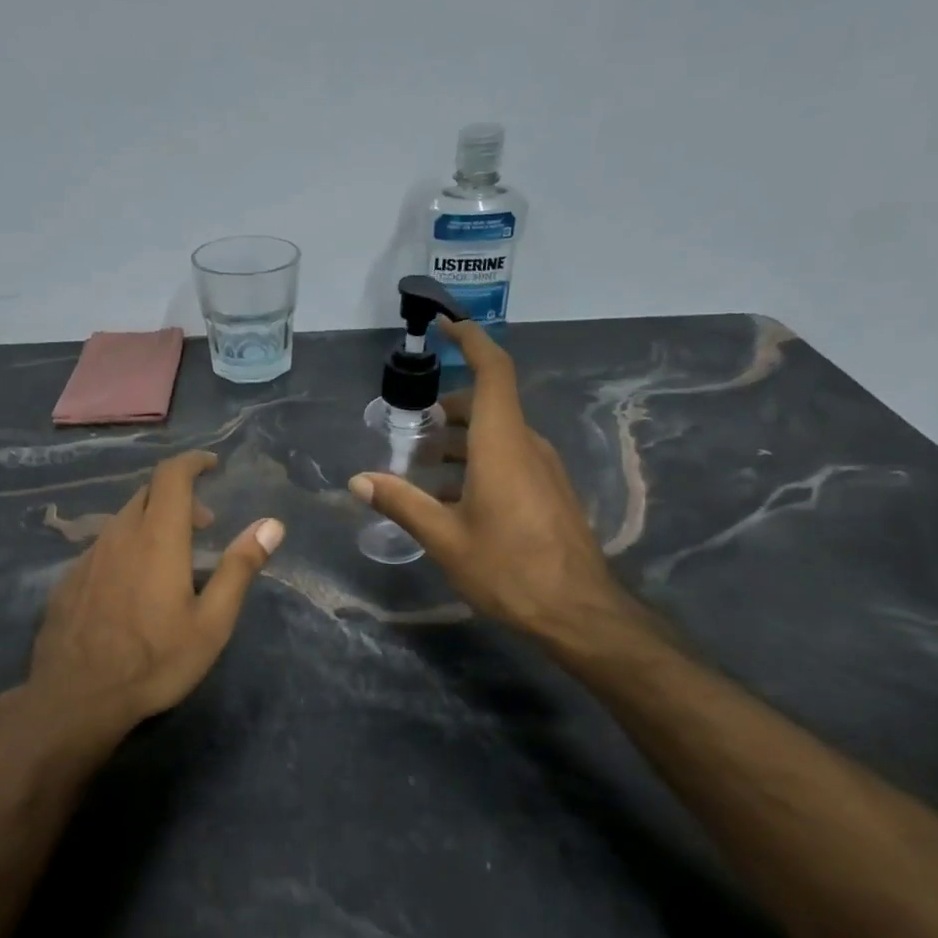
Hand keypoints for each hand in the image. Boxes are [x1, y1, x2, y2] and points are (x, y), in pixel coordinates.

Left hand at [23, 450, 282, 738]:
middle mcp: (119, 535)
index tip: (211, 464)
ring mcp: (88, 557)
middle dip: (178, 496)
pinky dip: (127, 546)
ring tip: (171, 556)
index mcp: (157, 537)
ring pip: (123, 520)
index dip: (192, 462)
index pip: (171, 475)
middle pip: (146, 494)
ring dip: (151, 522)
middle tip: (204, 524)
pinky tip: (133, 584)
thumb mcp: (211, 621)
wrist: (76, 697)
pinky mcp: (69, 580)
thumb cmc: (154, 661)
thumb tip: (272, 525)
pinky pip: (103, 546)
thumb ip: (239, 568)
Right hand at [349, 319, 646, 649]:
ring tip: (421, 470)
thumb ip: (402, 503)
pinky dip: (477, 463)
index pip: (492, 371)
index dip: (469, 340)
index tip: (442, 325)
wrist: (578, 612)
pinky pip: (510, 459)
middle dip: (447, 410)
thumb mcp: (445, 538)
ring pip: (498, 435)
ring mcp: (543, 469)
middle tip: (409, 431)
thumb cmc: (508, 569)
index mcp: (502, 444)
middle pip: (488, 405)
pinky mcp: (549, 492)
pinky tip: (453, 500)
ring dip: (459, 442)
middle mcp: (527, 446)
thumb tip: (358, 481)